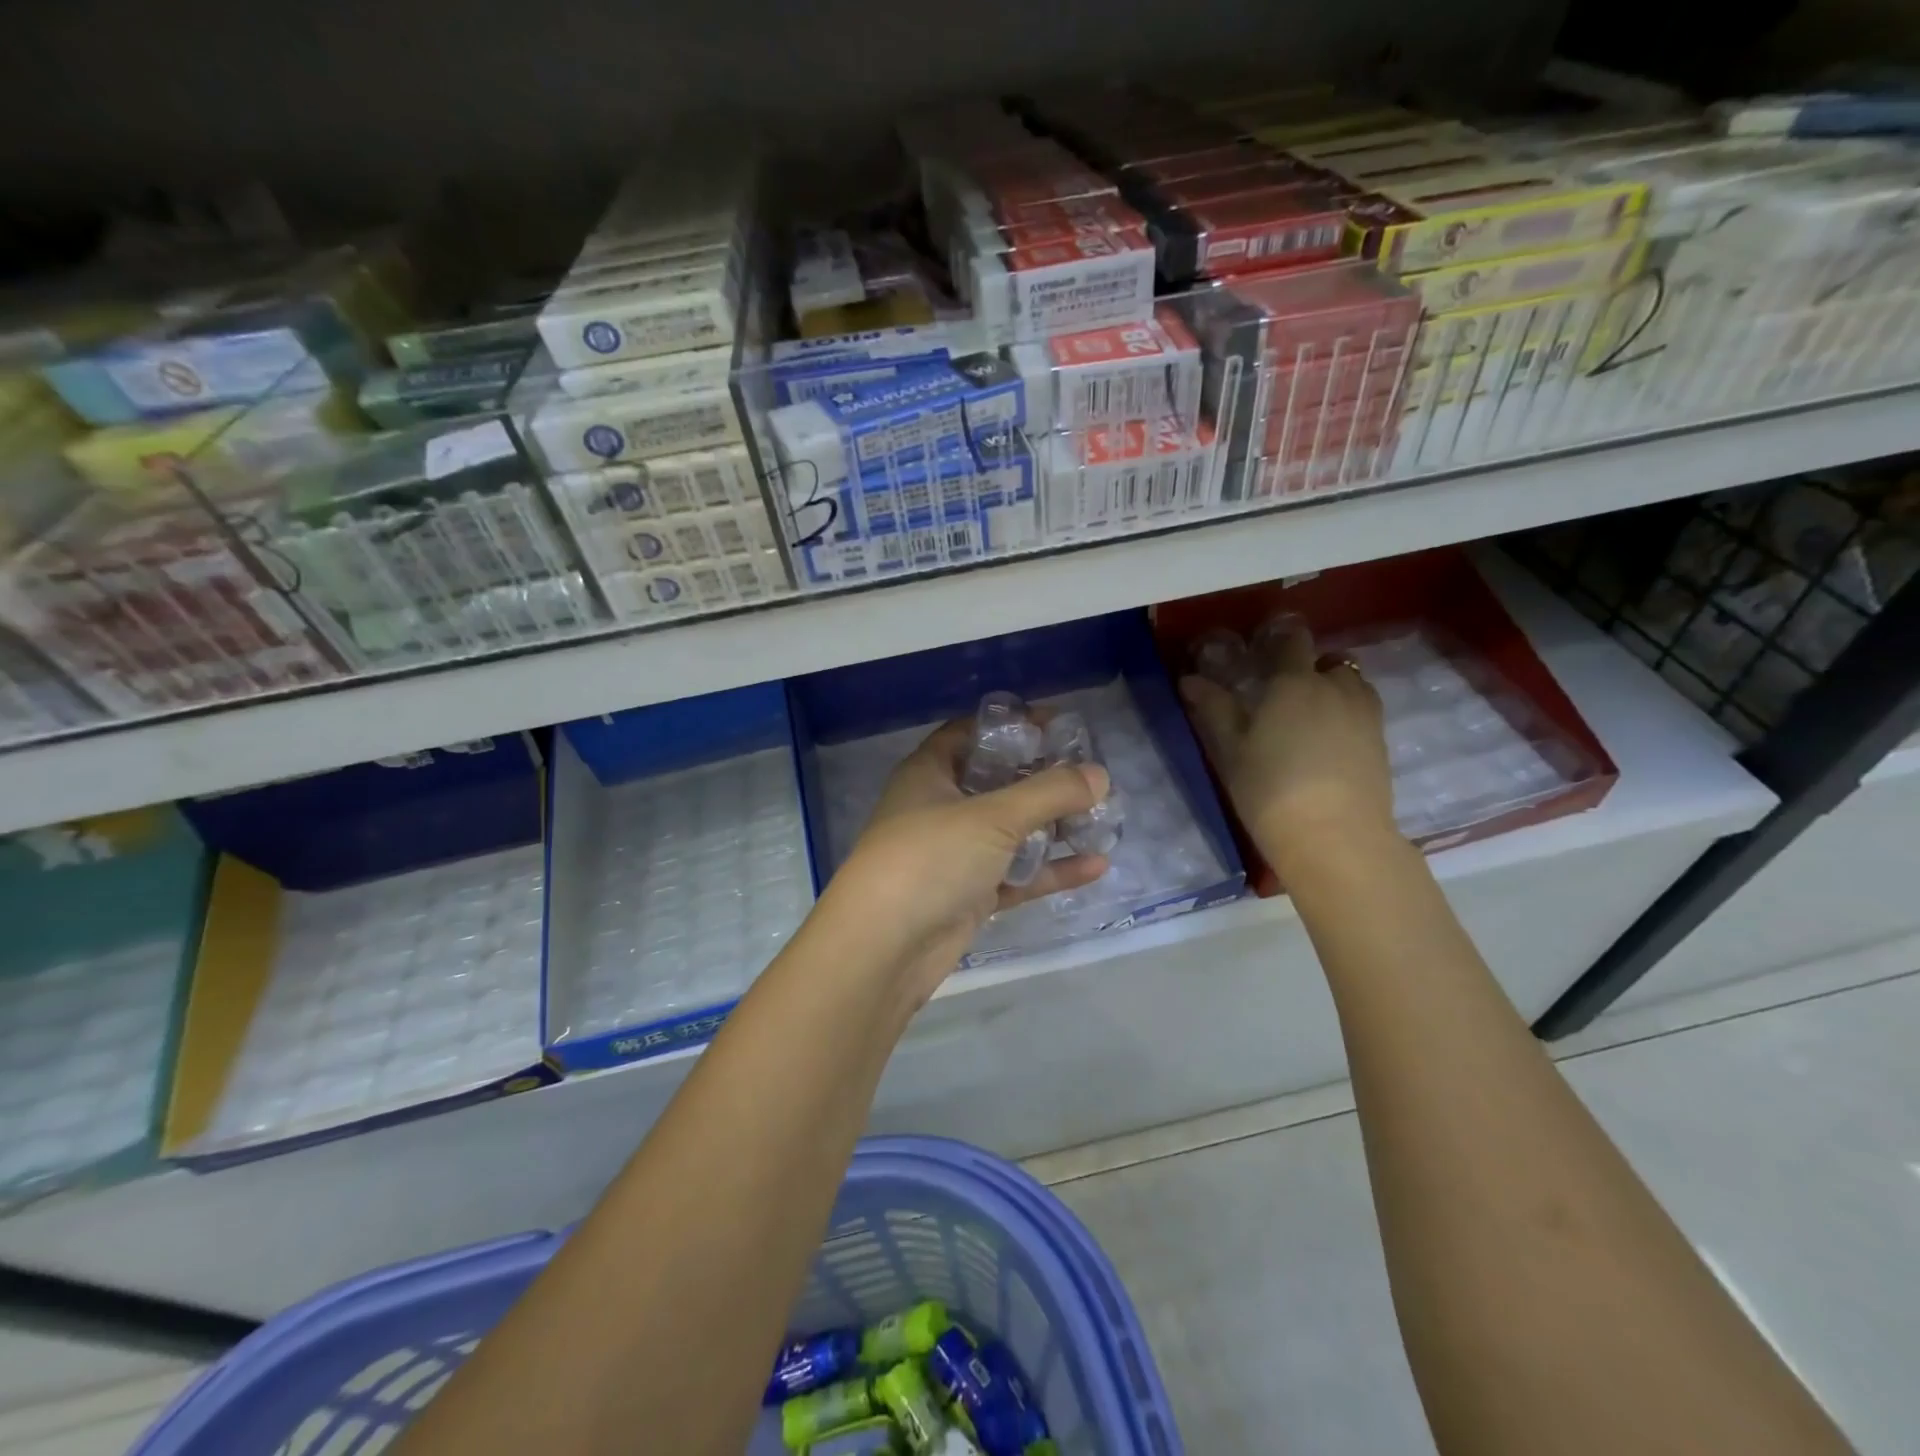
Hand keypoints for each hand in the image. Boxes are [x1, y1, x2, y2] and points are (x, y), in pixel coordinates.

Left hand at [817, 719, 1112, 1006]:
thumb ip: (1049, 792)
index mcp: (930, 773)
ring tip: (1102, 818)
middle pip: (997, 782)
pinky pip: (1016, 875)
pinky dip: (1050, 870)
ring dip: (1052, 826)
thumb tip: (1100, 774)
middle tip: (1090, 776)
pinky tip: (1095, 865)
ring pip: (1010, 832)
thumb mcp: (992, 816)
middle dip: (1042, 779)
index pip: (971, 734)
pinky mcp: (968, 895)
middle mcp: (940, 808)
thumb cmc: (930, 859)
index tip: (1058, 726)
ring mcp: (954, 854)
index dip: (1012, 725)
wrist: (882, 949)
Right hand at [1179, 620, 1396, 877]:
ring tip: (1309, 719)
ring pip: (1351, 685)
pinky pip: (1363, 712)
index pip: (1292, 640)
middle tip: (1283, 694)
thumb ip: (1213, 709)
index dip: (1279, 638)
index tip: (1264, 649)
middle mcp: (1335, 687)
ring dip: (1333, 690)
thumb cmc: (1270, 789)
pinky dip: (1346, 716)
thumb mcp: (1230, 750)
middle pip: (1328, 660)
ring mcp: (1365, 714)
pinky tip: (1328, 745)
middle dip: (1309, 668)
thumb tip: (1190, 679)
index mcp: (1294, 682)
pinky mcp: (1381, 741)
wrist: (1334, 837)